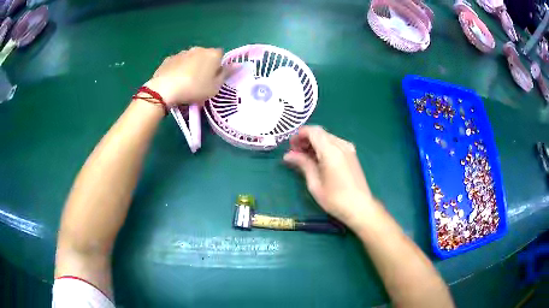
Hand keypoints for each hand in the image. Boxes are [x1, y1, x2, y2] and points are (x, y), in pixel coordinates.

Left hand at [145, 47, 227, 106]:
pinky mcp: (169, 58)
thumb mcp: (215, 87)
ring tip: (186, 82)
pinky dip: (178, 68)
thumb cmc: (194, 88)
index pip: (221, 55)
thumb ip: (226, 74)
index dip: (219, 66)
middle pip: (205, 55)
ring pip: (191, 58)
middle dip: (205, 65)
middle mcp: (198, 49)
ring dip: (191, 66)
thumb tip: (238, 64)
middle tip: (200, 81)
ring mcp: (182, 52)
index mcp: (212, 54)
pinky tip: (175, 80)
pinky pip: (178, 62)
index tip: (214, 77)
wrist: (165, 89)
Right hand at [284, 126, 378, 229]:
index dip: (299, 134)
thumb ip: (303, 164)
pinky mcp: (351, 154)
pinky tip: (318, 160)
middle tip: (295, 152)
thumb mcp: (315, 184)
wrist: (360, 207)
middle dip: (305, 139)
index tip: (291, 145)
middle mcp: (341, 145)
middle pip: (320, 133)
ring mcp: (348, 149)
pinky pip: (334, 144)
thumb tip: (288, 155)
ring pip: (327, 137)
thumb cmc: (335, 199)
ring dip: (314, 143)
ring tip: (304, 157)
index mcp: (331, 151)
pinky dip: (323, 147)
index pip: (313, 131)